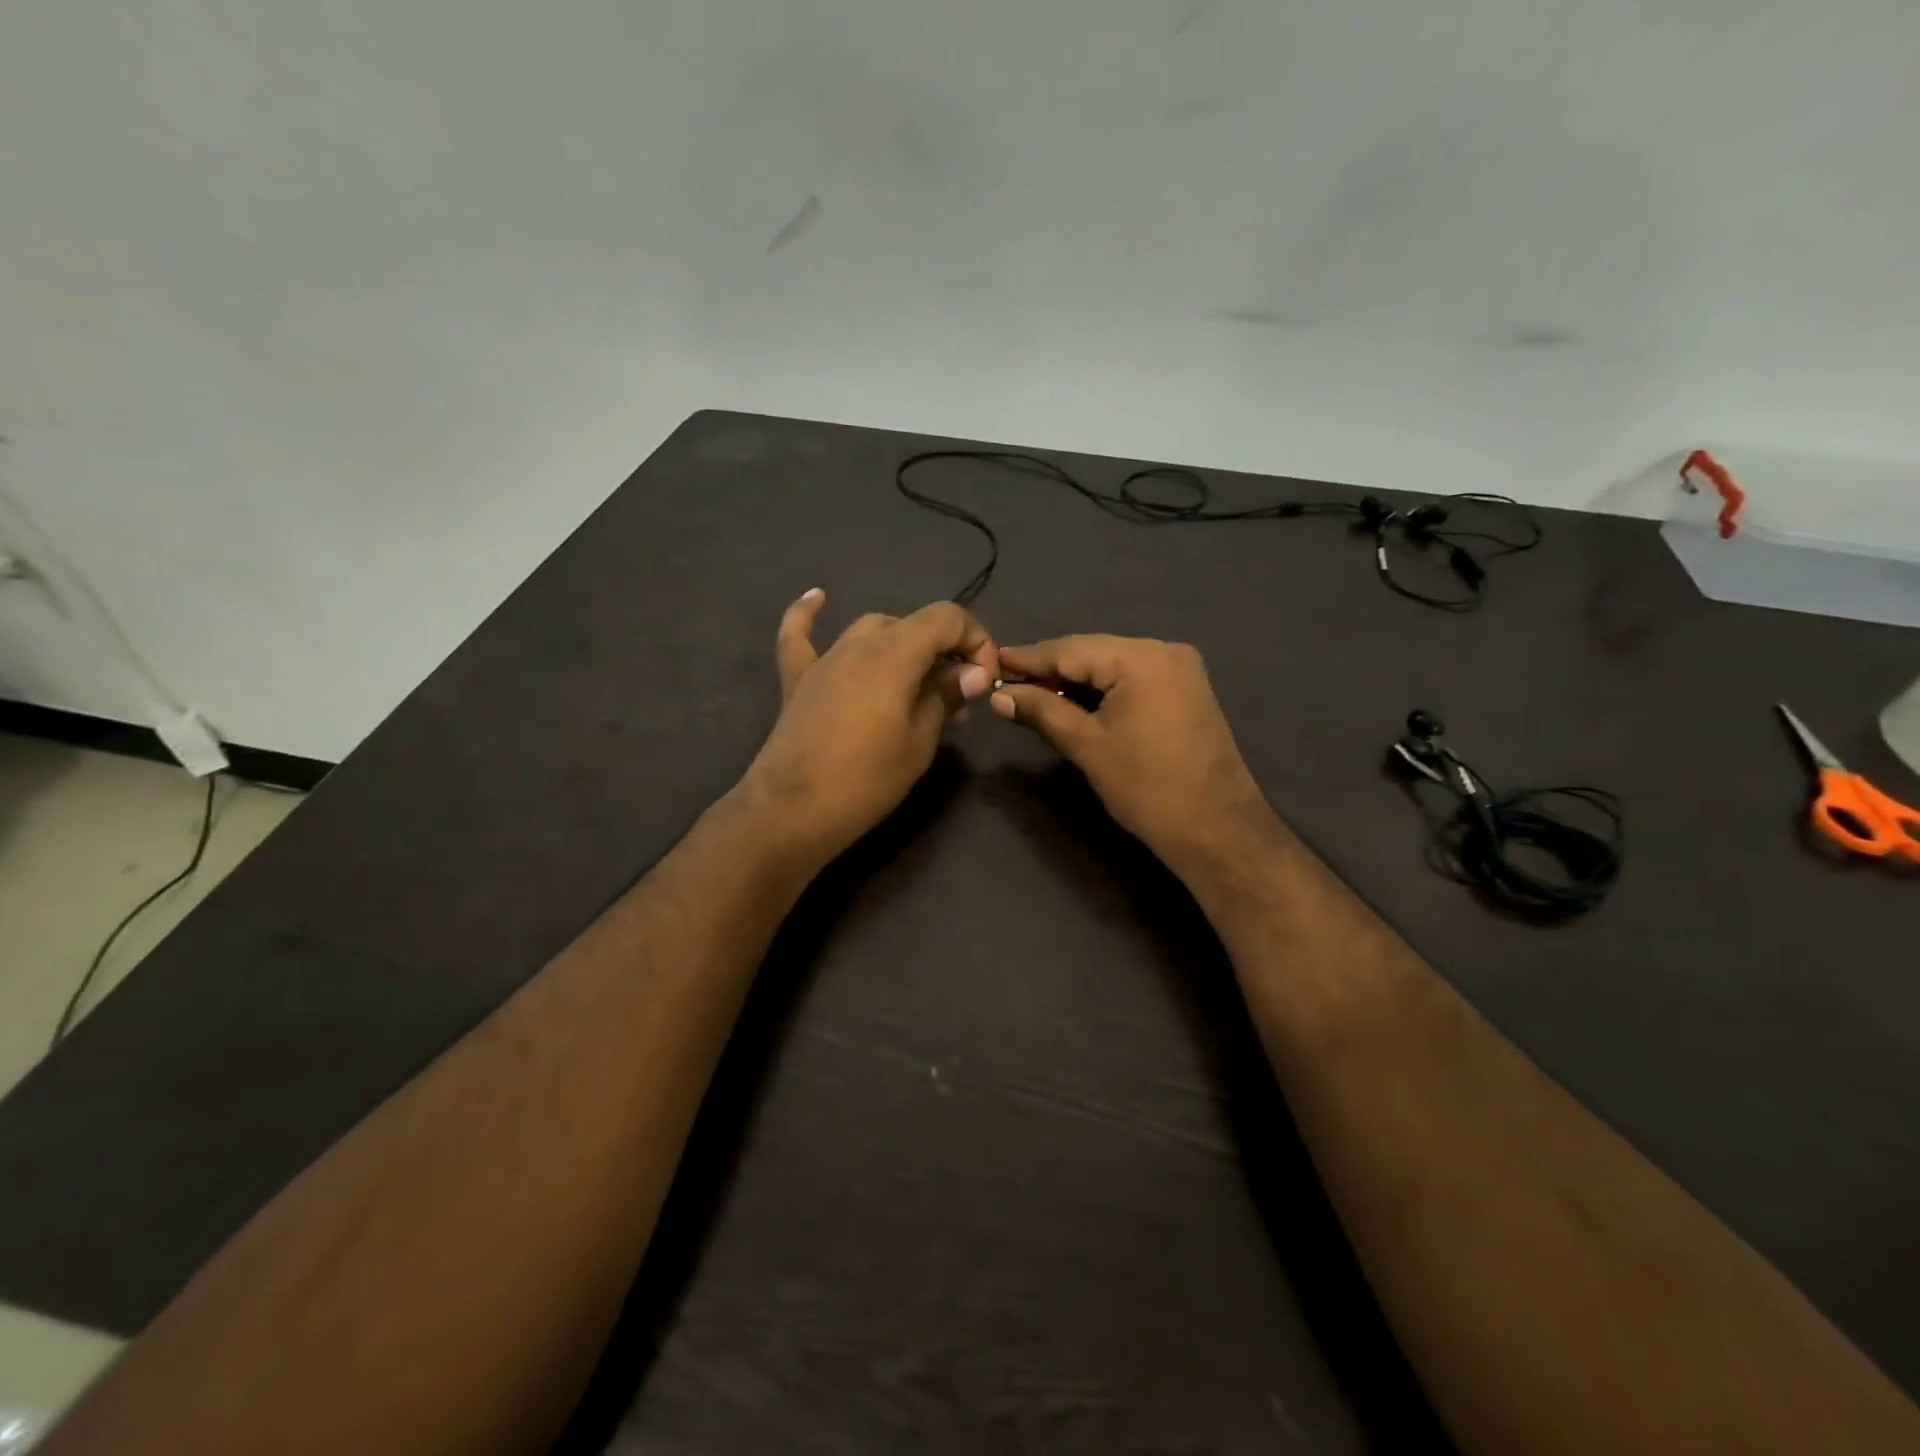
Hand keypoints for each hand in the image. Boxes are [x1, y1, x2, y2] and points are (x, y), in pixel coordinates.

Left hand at [742, 590, 998, 859]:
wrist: (793, 812)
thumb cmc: (867, 780)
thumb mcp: (920, 741)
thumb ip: (945, 697)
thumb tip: (973, 673)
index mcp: (895, 653)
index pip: (947, 619)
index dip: (976, 641)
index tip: (983, 681)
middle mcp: (859, 643)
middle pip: (913, 626)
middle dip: (945, 653)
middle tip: (960, 700)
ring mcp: (824, 659)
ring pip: (872, 630)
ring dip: (903, 646)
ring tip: (921, 682)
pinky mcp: (798, 679)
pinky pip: (800, 635)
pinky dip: (809, 615)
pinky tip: (817, 597)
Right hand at [991, 635, 1277, 870]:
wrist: (1216, 830)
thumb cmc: (1147, 788)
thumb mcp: (1087, 746)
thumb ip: (1042, 711)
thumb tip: (999, 696)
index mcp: (1141, 658)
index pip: (1070, 649)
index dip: (1028, 658)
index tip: (991, 662)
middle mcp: (1164, 650)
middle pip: (1092, 652)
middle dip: (1050, 669)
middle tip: (1007, 684)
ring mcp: (1180, 669)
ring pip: (1111, 665)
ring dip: (1074, 679)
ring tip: (1033, 693)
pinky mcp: (1186, 689)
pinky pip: (1132, 678)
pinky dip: (1101, 688)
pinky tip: (1073, 700)